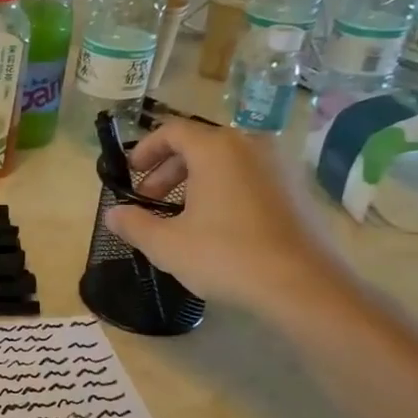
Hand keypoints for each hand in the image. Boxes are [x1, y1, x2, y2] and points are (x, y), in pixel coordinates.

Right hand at [105, 118, 346, 317]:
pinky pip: (249, 176)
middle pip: (199, 144)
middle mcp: (250, 146)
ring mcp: (279, 166)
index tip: (130, 174)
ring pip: (225, 161)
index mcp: (216, 149)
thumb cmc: (227, 257)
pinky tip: (216, 225)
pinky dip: (224, 189)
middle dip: (168, 170)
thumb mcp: (167, 245)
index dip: (144, 150)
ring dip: (195, 181)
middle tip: (149, 200)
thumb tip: (113, 214)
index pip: (172, 131)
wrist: (304, 286)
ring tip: (180, 215)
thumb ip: (134, 224)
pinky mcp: (296, 189)